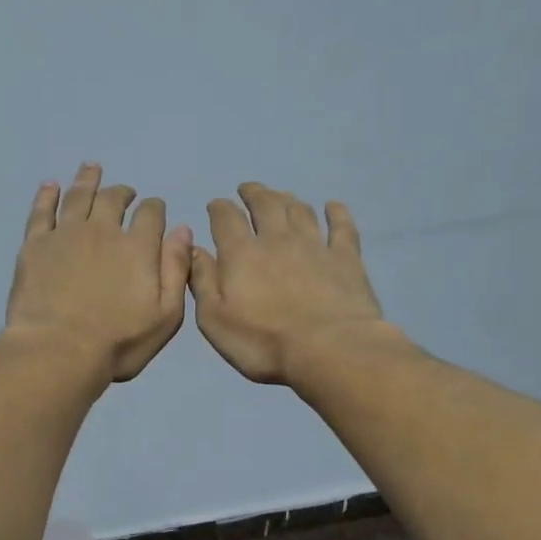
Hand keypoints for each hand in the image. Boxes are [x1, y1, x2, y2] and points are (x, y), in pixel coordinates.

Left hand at [4, 164, 191, 383]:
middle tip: (124, 192)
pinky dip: (47, 195)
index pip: (150, 214)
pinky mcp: (35, 245)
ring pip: (78, 196)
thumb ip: (176, 270)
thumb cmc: (118, 342)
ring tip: (91, 168)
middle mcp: (102, 231)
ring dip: (87, 180)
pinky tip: (49, 185)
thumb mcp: (165, 316)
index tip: (153, 209)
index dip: (154, 209)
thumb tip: (182, 230)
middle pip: (113, 199)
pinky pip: (41, 211)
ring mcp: (66, 234)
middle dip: (122, 193)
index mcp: (137, 247)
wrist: (58, 351)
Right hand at [190, 183, 392, 384]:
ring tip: (281, 196)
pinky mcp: (346, 258)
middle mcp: (277, 239)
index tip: (215, 205)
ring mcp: (315, 245)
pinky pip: (341, 226)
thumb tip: (194, 249)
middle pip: (265, 204)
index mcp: (242, 253)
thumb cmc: (263, 342)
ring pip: (300, 211)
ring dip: (287, 199)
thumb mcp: (215, 320)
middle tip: (248, 189)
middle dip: (253, 193)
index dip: (219, 208)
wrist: (329, 350)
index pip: (226, 218)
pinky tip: (333, 206)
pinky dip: (336, 213)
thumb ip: (202, 281)